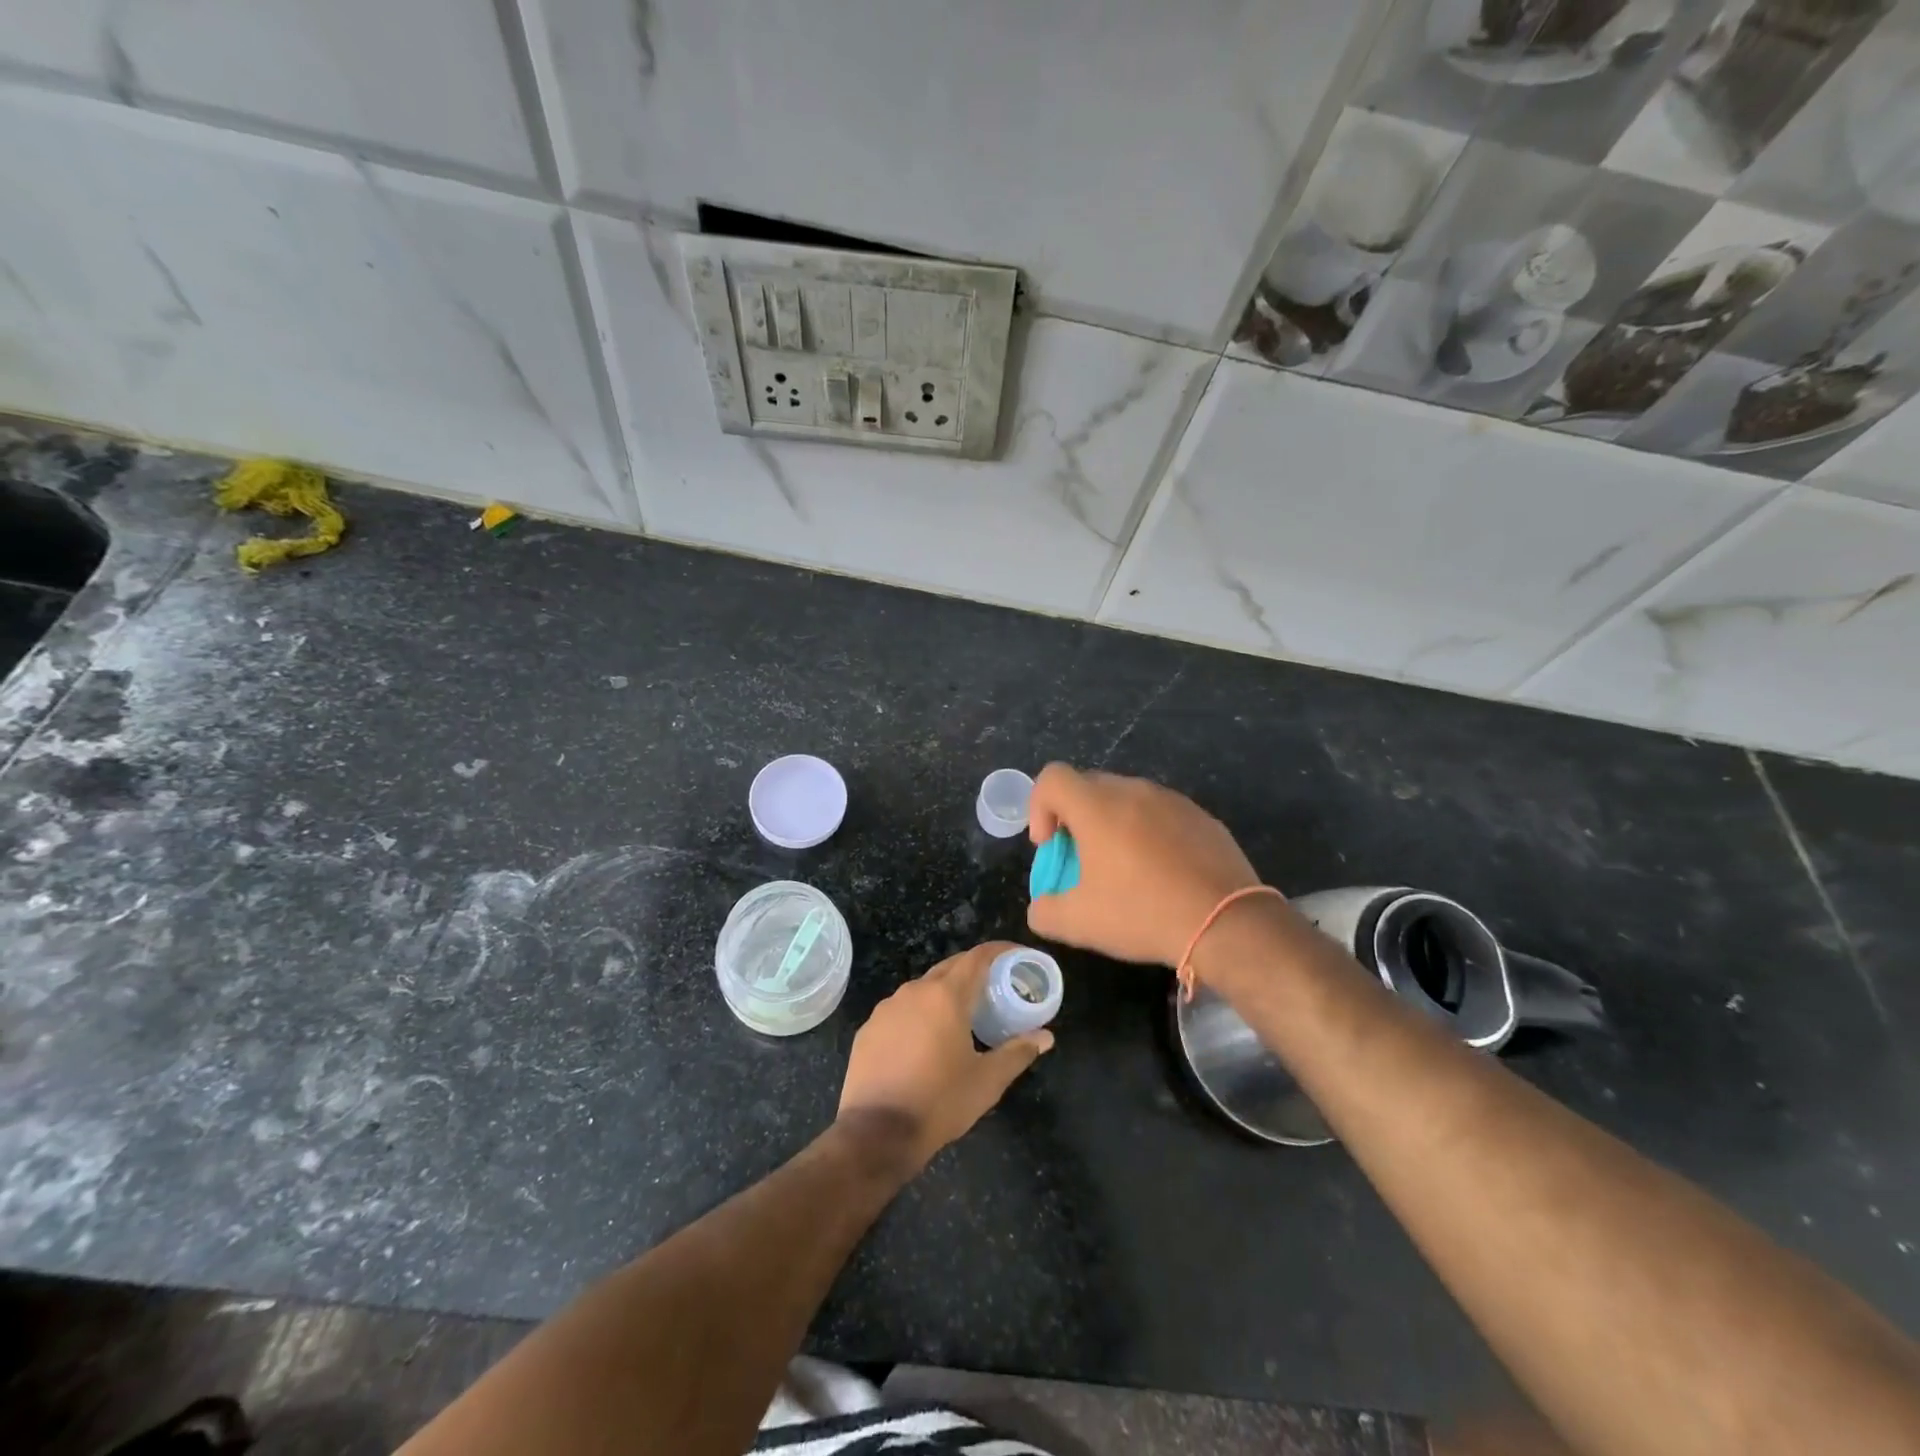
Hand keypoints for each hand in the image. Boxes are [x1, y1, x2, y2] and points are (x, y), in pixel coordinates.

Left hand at [837, 942, 1052, 1172]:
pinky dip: (919, 1015)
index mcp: (945, 996)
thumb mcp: (987, 1081)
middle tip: (995, 988)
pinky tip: (926, 1041)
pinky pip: (901, 1010)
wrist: (877, 1133)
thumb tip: (1045, 1037)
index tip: (1018, 956)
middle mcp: (914, 991)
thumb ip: (1018, 1052)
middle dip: (974, 971)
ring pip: (923, 988)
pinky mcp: (868, 1028)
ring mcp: (886, 1008)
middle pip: (950, 968)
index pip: (977, 957)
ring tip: (962, 1016)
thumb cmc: (940, 1102)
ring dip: (945, 994)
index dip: (1000, 951)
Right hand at [1027, 763, 1263, 966]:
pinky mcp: (1201, 816)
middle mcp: (1133, 791)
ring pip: (1126, 798)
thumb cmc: (1143, 913)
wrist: (1227, 923)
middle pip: (1088, 786)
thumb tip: (1041, 906)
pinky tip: (1162, 873)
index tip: (1051, 846)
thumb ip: (1044, 911)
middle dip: (1074, 818)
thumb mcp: (1079, 923)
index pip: (1052, 778)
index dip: (1038, 807)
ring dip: (1112, 824)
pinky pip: (1160, 813)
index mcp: (1097, 807)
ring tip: (1124, 868)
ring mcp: (1172, 800)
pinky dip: (1148, 833)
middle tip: (1082, 860)